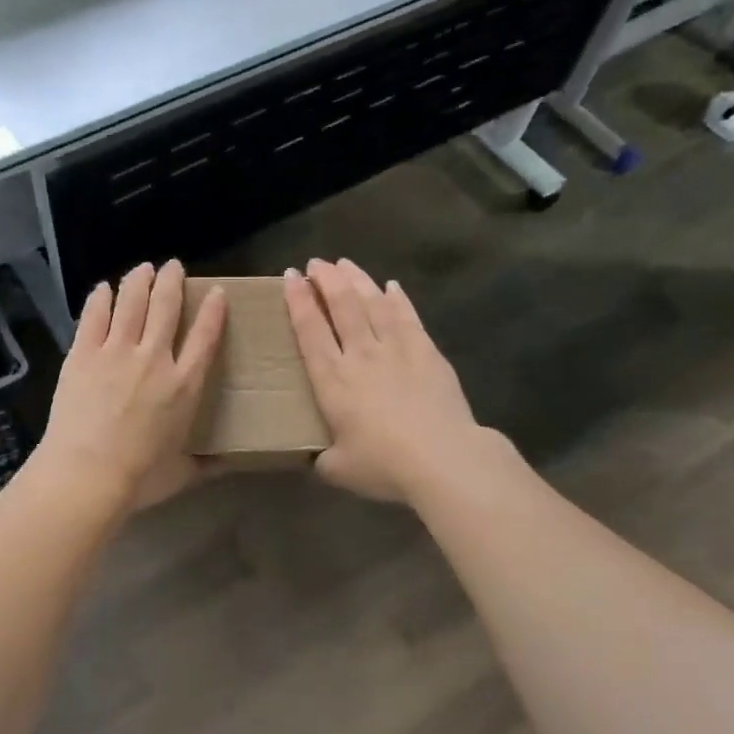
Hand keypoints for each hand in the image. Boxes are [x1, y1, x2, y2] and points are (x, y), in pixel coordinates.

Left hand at [33, 261, 227, 513]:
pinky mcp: (83, 353)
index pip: (205, 336)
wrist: (86, 473)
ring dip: (139, 280)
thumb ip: (206, 464)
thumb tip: (228, 465)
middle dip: (172, 281)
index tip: (216, 292)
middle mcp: (155, 358)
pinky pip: (94, 316)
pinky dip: (100, 298)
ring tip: (143, 268)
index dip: (213, 310)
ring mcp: (116, 352)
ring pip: (132, 302)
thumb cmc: (139, 477)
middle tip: (174, 266)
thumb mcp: (182, 473)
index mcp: (184, 385)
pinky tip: (103, 288)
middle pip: (167, 306)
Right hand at [284, 259, 487, 503]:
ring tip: (345, 264)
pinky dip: (398, 299)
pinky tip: (392, 286)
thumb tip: (319, 459)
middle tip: (316, 263)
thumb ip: (323, 460)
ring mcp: (396, 349)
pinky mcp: (427, 352)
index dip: (298, 301)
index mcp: (332, 380)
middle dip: (326, 280)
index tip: (291, 276)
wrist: (442, 459)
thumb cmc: (384, 465)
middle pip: (341, 306)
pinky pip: (408, 317)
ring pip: (373, 303)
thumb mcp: (339, 470)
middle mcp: (360, 355)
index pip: (309, 330)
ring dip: (357, 280)